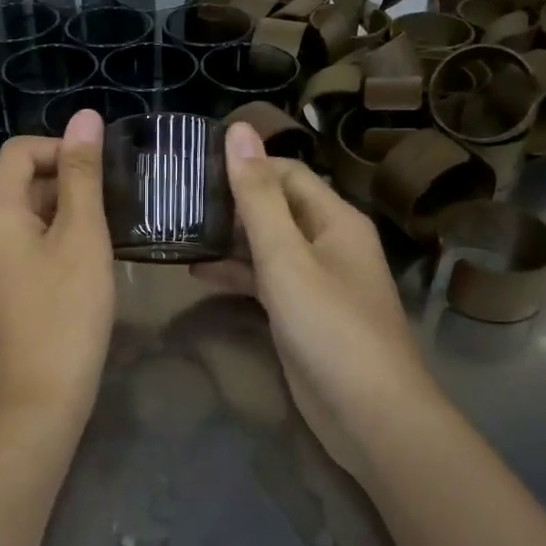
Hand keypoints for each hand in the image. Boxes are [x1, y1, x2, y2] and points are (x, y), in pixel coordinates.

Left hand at [0, 109, 116, 423]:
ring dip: (61, 212)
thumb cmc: (66, 313)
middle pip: (19, 182)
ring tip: (104, 232)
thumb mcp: (83, 237)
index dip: (61, 148)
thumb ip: (82, 174)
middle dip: (65, 182)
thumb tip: (84, 117)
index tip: (102, 171)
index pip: (20, 151)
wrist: (38, 399)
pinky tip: (81, 262)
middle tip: (112, 204)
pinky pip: (19, 245)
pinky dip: (49, 240)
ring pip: (22, 216)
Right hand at [194, 123, 440, 477]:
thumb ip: (257, 196)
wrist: (369, 414)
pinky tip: (198, 273)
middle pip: (275, 206)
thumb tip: (238, 130)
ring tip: (178, 230)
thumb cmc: (329, 326)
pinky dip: (236, 273)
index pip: (285, 172)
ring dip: (228, 238)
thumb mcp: (286, 256)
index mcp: (335, 219)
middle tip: (176, 197)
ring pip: (267, 244)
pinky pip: (266, 279)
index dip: (244, 164)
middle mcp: (328, 242)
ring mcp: (316, 279)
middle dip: (231, 201)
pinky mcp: (302, 312)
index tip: (194, 163)